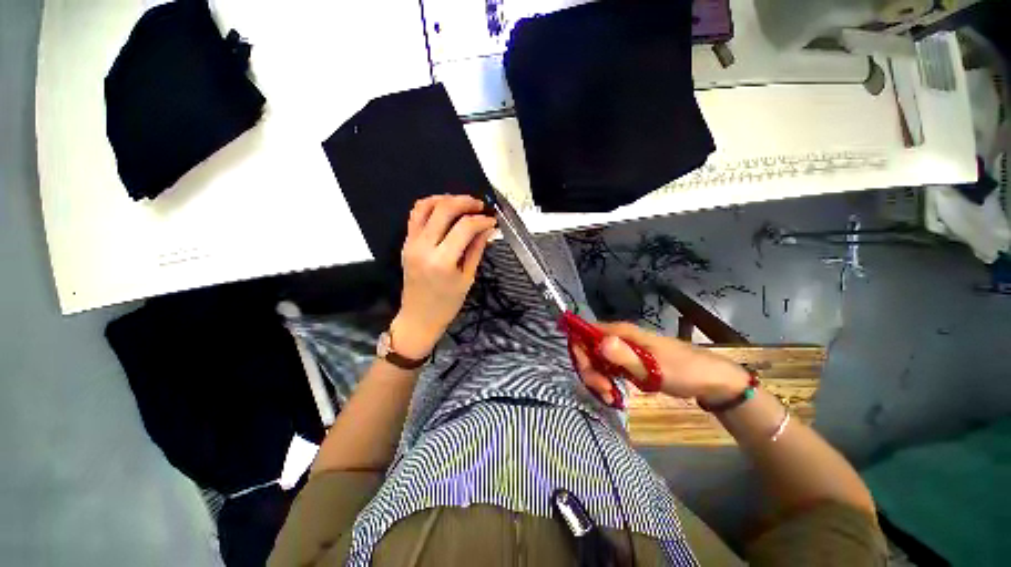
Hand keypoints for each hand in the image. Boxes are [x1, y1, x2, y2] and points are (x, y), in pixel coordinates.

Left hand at [391, 195, 496, 359]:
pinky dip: (431, 206)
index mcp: (442, 261)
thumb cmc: (447, 303)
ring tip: (463, 204)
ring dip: (446, 199)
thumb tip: (487, 228)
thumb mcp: (467, 278)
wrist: (418, 317)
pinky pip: (416, 215)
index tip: (492, 221)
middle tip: (480, 206)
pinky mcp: (406, 242)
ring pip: (425, 206)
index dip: (481, 220)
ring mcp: (411, 243)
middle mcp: (423, 247)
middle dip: (465, 202)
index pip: (464, 227)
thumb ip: (476, 249)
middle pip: (444, 209)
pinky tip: (445, 209)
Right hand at [572, 322, 751, 405]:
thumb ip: (624, 356)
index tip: (590, 374)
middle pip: (588, 348)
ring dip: (598, 378)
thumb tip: (599, 343)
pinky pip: (608, 368)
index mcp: (621, 332)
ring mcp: (623, 349)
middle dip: (590, 370)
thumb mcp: (653, 368)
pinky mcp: (629, 361)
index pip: (586, 333)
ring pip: (597, 359)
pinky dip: (606, 381)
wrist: (710, 380)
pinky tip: (614, 395)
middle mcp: (618, 337)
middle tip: (603, 390)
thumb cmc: (683, 371)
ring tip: (610, 397)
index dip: (580, 351)